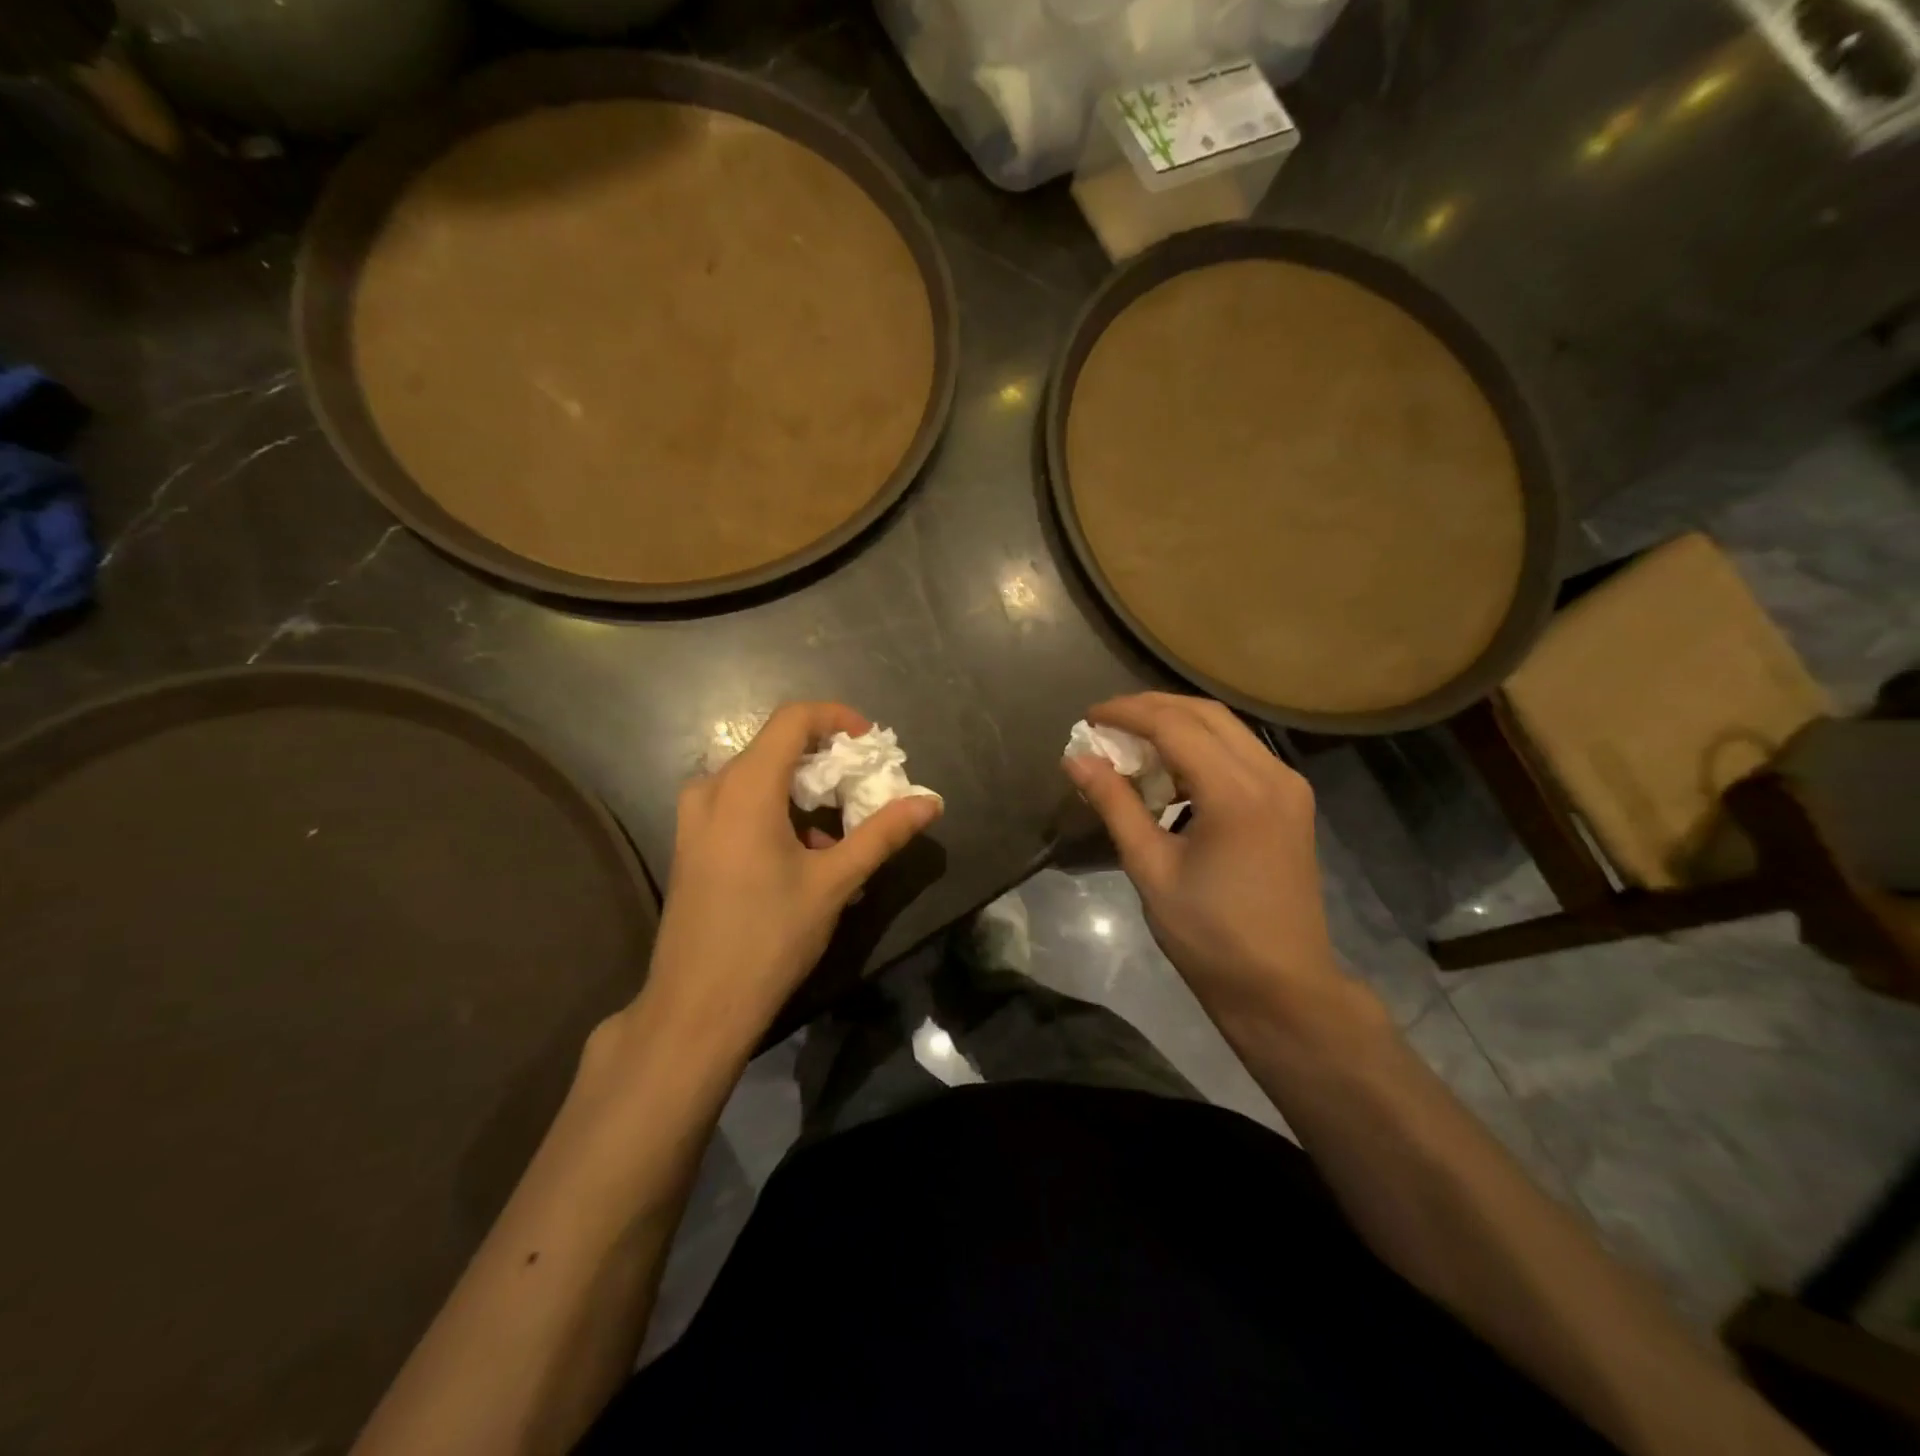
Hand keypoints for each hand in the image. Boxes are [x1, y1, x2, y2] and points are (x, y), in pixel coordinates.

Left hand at [641, 702, 941, 1048]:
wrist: (696, 1007)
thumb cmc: (769, 937)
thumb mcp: (834, 882)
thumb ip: (882, 834)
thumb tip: (931, 802)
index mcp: (745, 787)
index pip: (793, 719)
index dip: (836, 718)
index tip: (870, 745)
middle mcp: (712, 790)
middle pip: (775, 747)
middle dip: (825, 761)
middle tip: (863, 790)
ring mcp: (694, 819)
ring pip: (757, 779)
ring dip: (802, 791)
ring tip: (837, 833)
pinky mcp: (691, 845)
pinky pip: (738, 805)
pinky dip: (776, 812)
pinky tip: (801, 857)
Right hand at [1062, 693, 1356, 1035]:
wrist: (1283, 987)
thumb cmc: (1210, 936)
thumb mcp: (1151, 869)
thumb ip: (1115, 804)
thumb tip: (1075, 759)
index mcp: (1236, 793)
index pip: (1174, 725)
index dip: (1126, 713)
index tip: (1088, 719)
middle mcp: (1271, 774)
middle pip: (1205, 714)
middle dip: (1151, 708)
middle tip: (1106, 723)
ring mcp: (1288, 786)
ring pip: (1227, 728)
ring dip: (1177, 724)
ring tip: (1132, 742)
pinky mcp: (1291, 801)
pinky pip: (1241, 752)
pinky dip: (1202, 747)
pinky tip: (1172, 770)